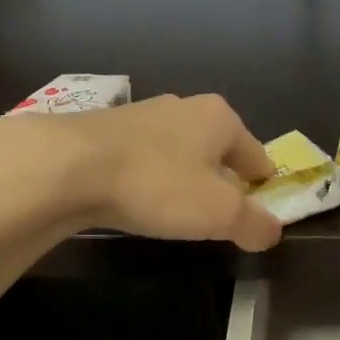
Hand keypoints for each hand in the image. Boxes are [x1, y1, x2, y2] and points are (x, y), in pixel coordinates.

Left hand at [0, 95, 283, 251]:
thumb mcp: (219, 214)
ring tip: (172, 213)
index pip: (257, 156)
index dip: (261, 189)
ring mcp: (142, 114)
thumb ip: (254, 224)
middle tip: (214, 219)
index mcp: (220, 118)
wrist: (67, 166)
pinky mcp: (105, 129)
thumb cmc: (157, 184)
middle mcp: (184, 107)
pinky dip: (147, 179)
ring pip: (178, 153)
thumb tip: (272, 232)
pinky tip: (135, 200)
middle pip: (217, 152)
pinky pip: (142, 159)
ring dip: (181, 180)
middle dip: (220, 183)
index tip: (254, 216)